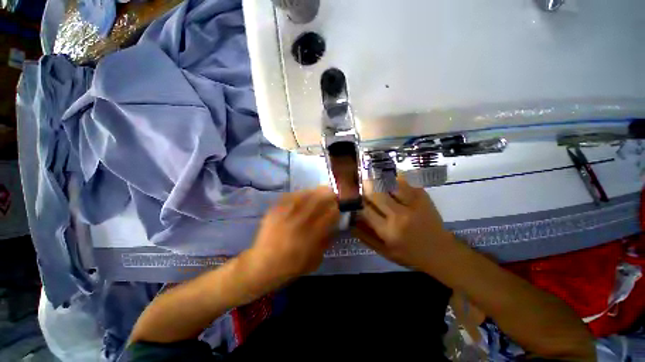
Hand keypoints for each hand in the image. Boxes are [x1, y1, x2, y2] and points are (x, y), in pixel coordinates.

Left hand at [244, 186, 339, 289]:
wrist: (261, 266)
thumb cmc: (291, 267)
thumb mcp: (315, 260)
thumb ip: (326, 241)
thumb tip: (333, 225)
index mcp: (311, 236)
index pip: (330, 215)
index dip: (335, 209)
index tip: (337, 209)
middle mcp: (299, 222)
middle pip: (319, 200)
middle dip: (329, 195)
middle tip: (332, 195)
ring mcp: (285, 214)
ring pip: (305, 194)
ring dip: (316, 191)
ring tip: (321, 191)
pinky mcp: (274, 210)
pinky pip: (290, 196)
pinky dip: (300, 193)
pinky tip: (304, 194)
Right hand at [353, 177, 454, 269]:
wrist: (441, 252)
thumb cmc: (409, 254)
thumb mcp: (384, 252)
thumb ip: (365, 236)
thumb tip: (350, 221)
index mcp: (388, 231)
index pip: (365, 210)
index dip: (357, 202)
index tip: (354, 197)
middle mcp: (399, 216)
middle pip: (376, 193)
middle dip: (365, 186)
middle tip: (361, 182)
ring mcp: (413, 204)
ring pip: (390, 183)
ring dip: (379, 178)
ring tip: (373, 176)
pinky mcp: (423, 196)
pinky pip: (405, 181)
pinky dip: (394, 177)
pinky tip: (389, 178)